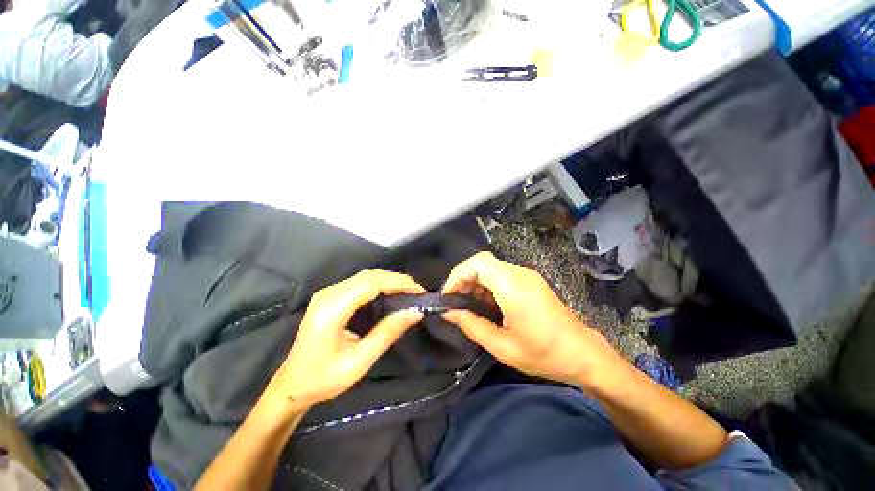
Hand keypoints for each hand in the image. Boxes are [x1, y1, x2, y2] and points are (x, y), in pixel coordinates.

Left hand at [268, 270, 424, 408]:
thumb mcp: (360, 361)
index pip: (371, 283)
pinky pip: (359, 283)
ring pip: (365, 276)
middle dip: (396, 280)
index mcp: (332, 309)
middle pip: (369, 276)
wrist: (292, 385)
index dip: (398, 283)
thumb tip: (416, 312)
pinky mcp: (330, 296)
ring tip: (408, 292)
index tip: (419, 291)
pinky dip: (379, 285)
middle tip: (417, 292)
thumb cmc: (324, 378)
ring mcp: (327, 293)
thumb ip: (388, 333)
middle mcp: (328, 294)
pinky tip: (390, 293)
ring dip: (389, 281)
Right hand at [442, 252, 620, 386]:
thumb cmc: (543, 353)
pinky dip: (486, 284)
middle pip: (482, 262)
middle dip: (463, 278)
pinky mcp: (529, 280)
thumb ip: (472, 326)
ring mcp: (526, 275)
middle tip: (454, 301)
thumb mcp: (502, 347)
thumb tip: (448, 313)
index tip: (447, 296)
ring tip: (467, 304)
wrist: (582, 353)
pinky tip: (485, 303)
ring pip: (490, 267)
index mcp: (512, 286)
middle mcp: (519, 273)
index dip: (457, 275)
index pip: (477, 263)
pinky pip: (500, 274)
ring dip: (474, 281)